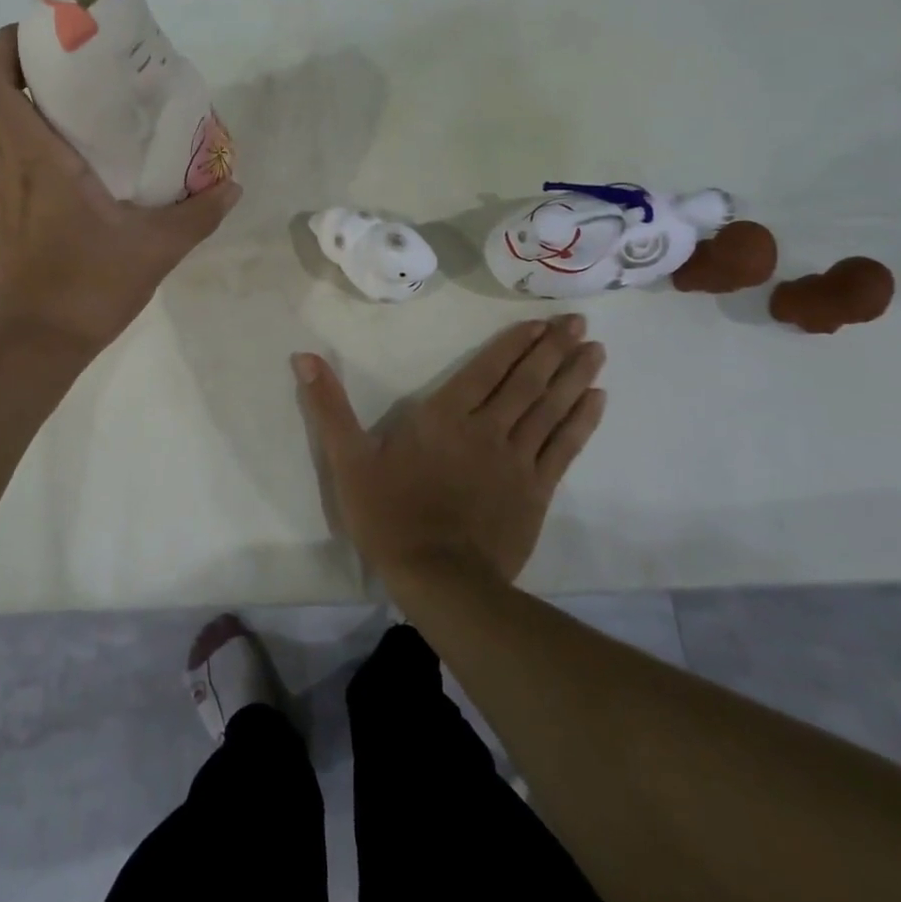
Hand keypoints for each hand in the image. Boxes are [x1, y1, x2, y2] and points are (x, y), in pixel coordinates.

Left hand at [0, 26, 240, 358]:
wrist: (33, 348)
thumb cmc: (85, 289)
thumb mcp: (154, 250)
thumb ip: (197, 215)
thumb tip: (233, 186)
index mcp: (36, 160)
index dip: (6, 45)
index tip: (40, 27)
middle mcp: (11, 168)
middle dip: (20, 62)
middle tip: (72, 54)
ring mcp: (5, 194)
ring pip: (0, 127)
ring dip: (26, 98)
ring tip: (80, 93)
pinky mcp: (10, 217)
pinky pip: (13, 157)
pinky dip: (34, 135)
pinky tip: (80, 152)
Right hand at [294, 318, 605, 588]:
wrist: (439, 579)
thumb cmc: (389, 514)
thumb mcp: (346, 459)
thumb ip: (328, 406)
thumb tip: (303, 357)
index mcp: (443, 417)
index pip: (485, 370)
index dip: (514, 344)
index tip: (541, 322)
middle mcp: (486, 429)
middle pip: (526, 382)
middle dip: (553, 349)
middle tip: (580, 322)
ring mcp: (516, 460)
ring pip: (550, 409)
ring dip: (573, 376)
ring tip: (596, 349)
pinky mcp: (536, 491)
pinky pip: (564, 448)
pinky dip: (581, 422)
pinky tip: (597, 400)